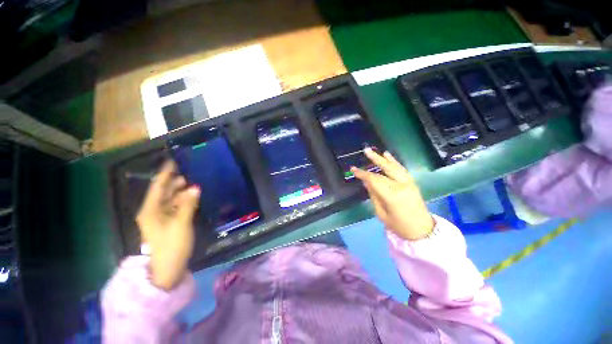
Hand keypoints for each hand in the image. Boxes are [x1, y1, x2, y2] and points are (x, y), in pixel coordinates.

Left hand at [136, 160, 199, 289]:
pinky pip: (176, 207)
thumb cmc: (171, 247)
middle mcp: (153, 211)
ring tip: (195, 182)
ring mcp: (160, 218)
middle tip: (191, 171)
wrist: (166, 272)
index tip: (174, 161)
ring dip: (182, 191)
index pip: (158, 186)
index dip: (166, 173)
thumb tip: (195, 187)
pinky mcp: (168, 224)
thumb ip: (188, 204)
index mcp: (151, 210)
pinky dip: (184, 201)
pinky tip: (194, 197)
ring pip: (171, 199)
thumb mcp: (181, 224)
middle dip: (176, 181)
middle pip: (164, 192)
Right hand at [352, 148, 433, 240]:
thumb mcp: (381, 213)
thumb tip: (366, 182)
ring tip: (374, 151)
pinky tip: (388, 155)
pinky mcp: (412, 183)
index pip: (374, 180)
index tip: (353, 169)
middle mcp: (401, 185)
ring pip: (394, 167)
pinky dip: (394, 161)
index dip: (362, 174)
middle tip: (365, 150)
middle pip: (385, 169)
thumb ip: (374, 195)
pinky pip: (402, 169)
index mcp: (392, 195)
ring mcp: (409, 183)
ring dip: (383, 158)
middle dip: (374, 159)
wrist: (422, 231)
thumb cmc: (399, 226)